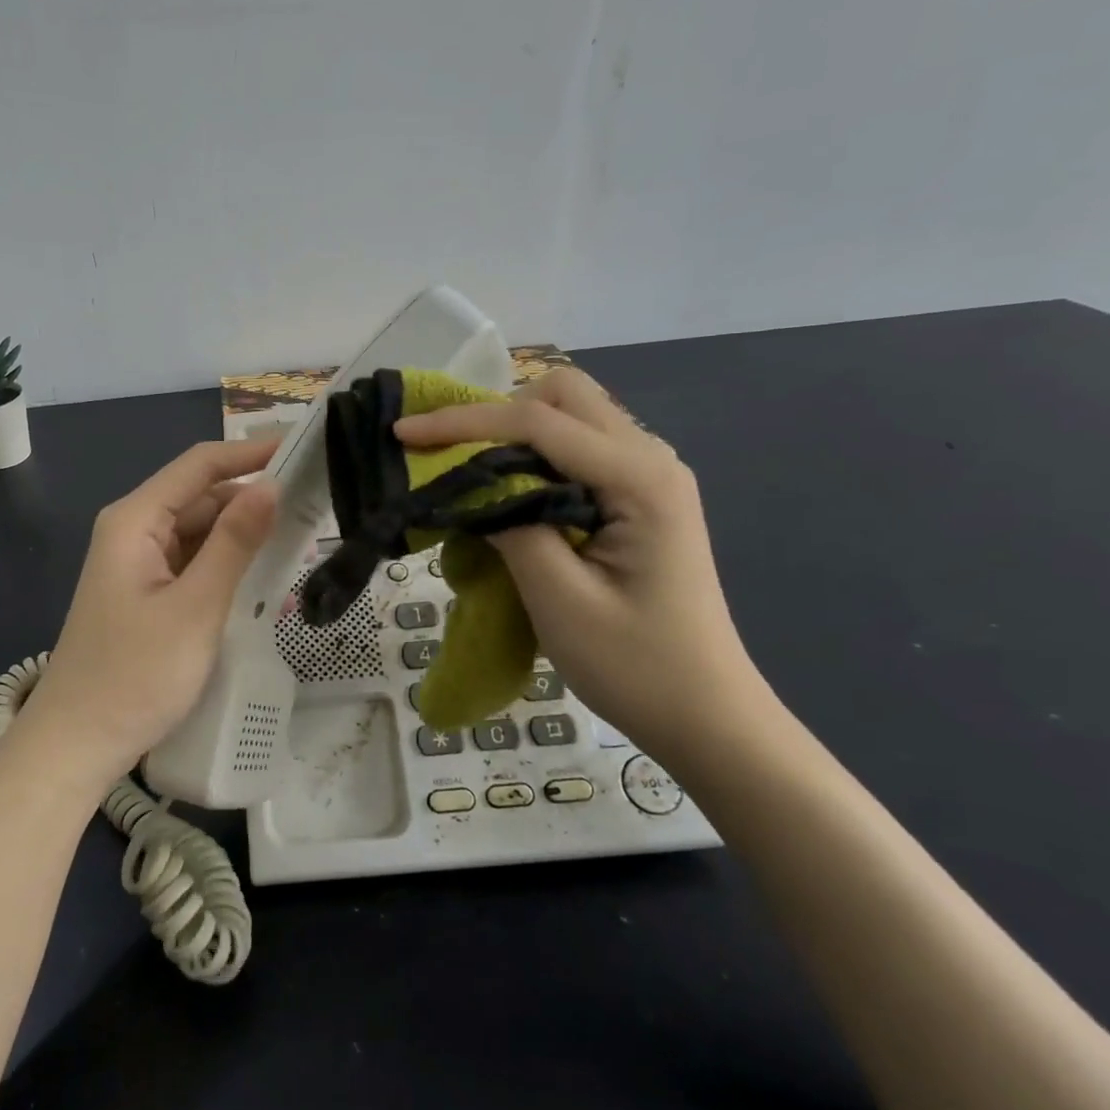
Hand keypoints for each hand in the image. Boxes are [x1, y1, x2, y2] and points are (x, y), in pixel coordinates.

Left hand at [5, 439, 279, 792]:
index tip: (302, 450)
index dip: (250, 453)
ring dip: (242, 535)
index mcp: (135, 521)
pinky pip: (192, 563)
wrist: (78, 745)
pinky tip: (262, 576)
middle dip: (252, 498)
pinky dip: (225, 565)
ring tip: (299, 539)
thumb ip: (234, 543)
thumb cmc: (135, 675)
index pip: (199, 465)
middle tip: (312, 508)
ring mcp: (138, 565)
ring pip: (199, 532)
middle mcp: (133, 532)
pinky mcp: (146, 594)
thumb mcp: (195, 607)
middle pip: (200, 497)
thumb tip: (270, 485)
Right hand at [395, 367, 767, 751]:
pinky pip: (579, 449)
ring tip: (465, 469)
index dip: (463, 422)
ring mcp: (649, 476)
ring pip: (571, 416)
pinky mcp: (638, 497)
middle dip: (494, 411)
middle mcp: (650, 458)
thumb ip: (511, 527)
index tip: (403, 433)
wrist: (706, 715)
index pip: (537, 422)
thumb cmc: (636, 666)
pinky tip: (507, 490)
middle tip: (447, 453)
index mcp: (639, 478)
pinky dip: (533, 455)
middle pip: (563, 395)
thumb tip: (469, 485)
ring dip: (513, 430)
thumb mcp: (560, 600)